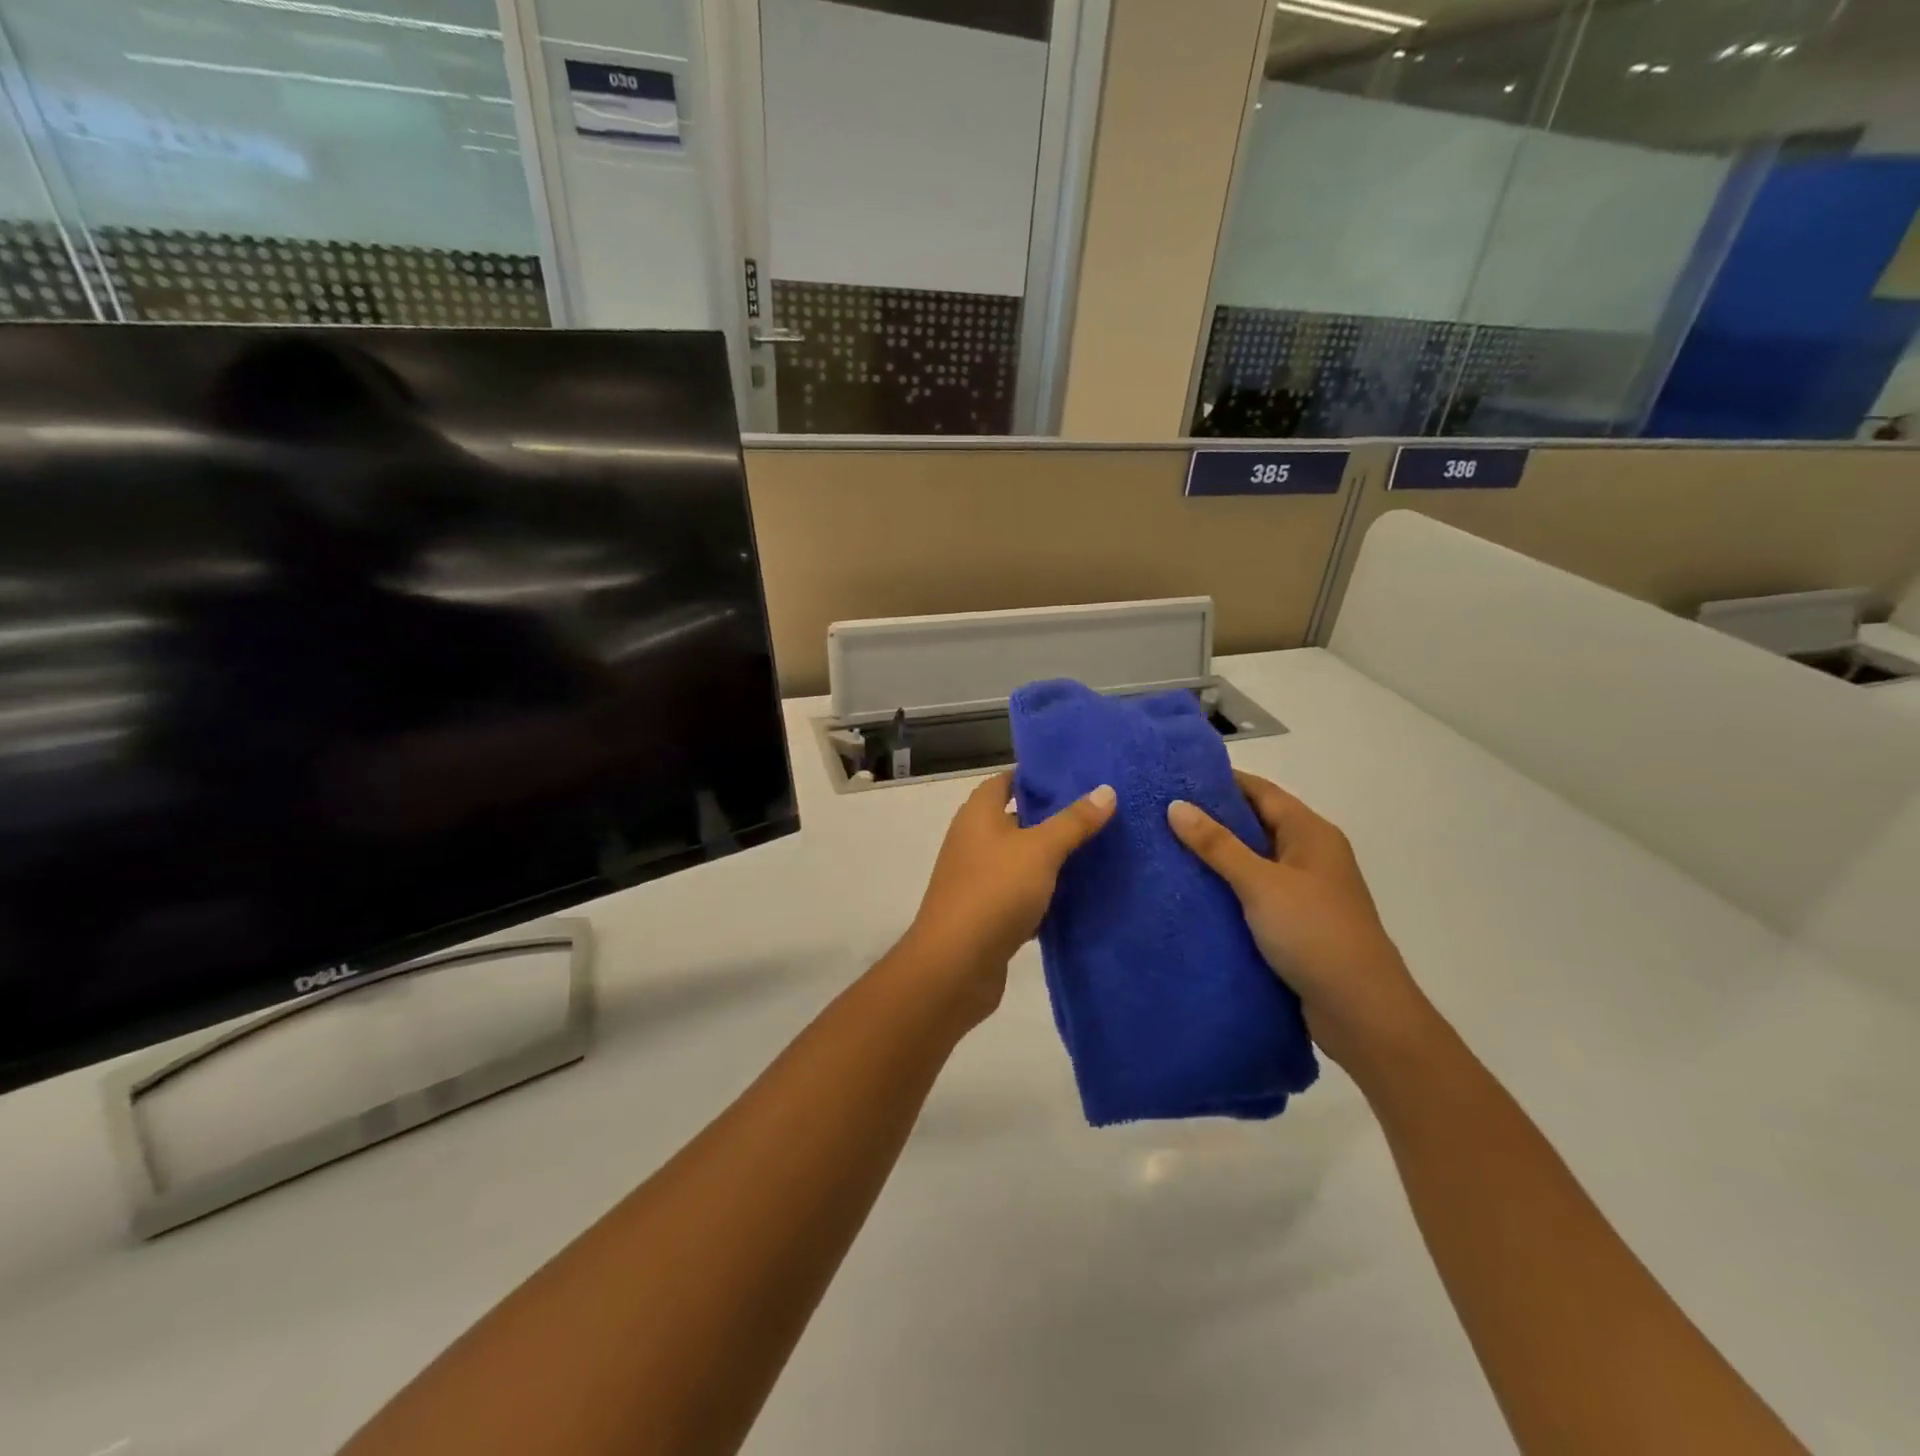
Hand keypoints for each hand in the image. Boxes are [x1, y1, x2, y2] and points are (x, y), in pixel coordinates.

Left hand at [900, 771, 1115, 1021]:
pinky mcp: (987, 913)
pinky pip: (1021, 894)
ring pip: (1022, 860)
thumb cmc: (994, 891)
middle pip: (1018, 820)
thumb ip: (1073, 821)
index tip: (1079, 778)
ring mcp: (978, 878)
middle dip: (1054, 818)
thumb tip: (1106, 790)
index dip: (1039, 778)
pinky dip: (1046, 895)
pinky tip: (1080, 897)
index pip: (1008, 781)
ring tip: (1101, 851)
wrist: (955, 964)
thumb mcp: (1040, 850)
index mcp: (978, 814)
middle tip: (1101, 813)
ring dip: (1053, 859)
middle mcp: (974, 840)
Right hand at [1167, 771, 1431, 1072]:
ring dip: (1216, 855)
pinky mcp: (1295, 923)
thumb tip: (1176, 805)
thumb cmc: (1314, 934)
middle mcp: (1310, 855)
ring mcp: (1304, 891)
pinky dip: (1226, 887)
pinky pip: (1254, 892)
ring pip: (1252, 860)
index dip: (1220, 780)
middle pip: (1256, 823)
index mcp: (1311, 833)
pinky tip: (1191, 892)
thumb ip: (1217, 845)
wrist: (1362, 1013)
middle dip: (1212, 817)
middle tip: (1160, 812)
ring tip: (1165, 848)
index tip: (1174, 776)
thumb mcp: (1261, 884)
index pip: (1261, 791)